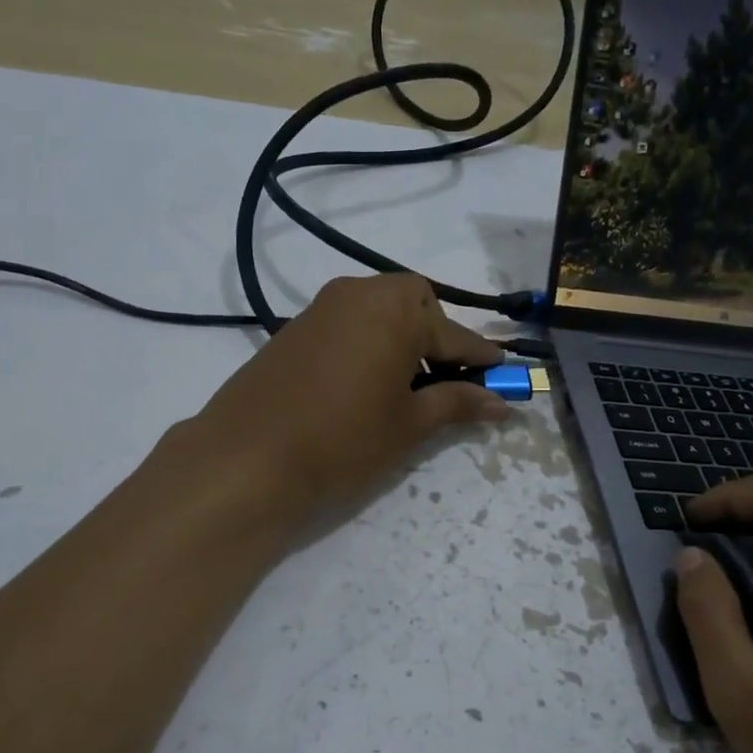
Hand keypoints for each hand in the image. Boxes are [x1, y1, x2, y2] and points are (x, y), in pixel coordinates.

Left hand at [185, 274, 511, 515]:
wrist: (247, 458)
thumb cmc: (343, 440)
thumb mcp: (408, 425)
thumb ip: (457, 403)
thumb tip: (501, 401)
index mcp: (395, 309)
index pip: (454, 334)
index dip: (483, 359)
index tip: (506, 376)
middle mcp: (358, 294)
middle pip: (414, 305)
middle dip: (436, 337)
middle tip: (444, 382)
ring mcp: (321, 308)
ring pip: (378, 312)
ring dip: (401, 340)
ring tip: (405, 389)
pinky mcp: (294, 328)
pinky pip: (348, 325)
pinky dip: (368, 344)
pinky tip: (364, 384)